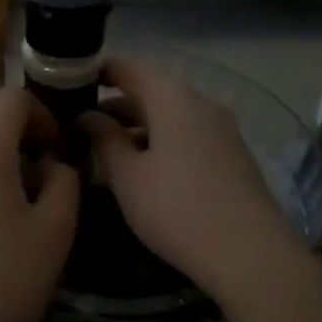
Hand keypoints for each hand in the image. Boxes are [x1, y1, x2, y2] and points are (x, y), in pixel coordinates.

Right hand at [81, 57, 302, 301]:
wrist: (249, 253)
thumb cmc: (175, 208)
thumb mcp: (127, 176)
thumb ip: (105, 139)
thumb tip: (89, 115)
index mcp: (173, 98)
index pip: (131, 68)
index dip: (101, 71)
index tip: (71, 83)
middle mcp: (201, 103)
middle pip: (153, 91)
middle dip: (117, 103)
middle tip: (81, 121)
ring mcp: (222, 129)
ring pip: (172, 115)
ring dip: (139, 125)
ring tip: (106, 147)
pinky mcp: (232, 155)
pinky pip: (188, 134)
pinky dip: (161, 140)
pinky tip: (144, 167)